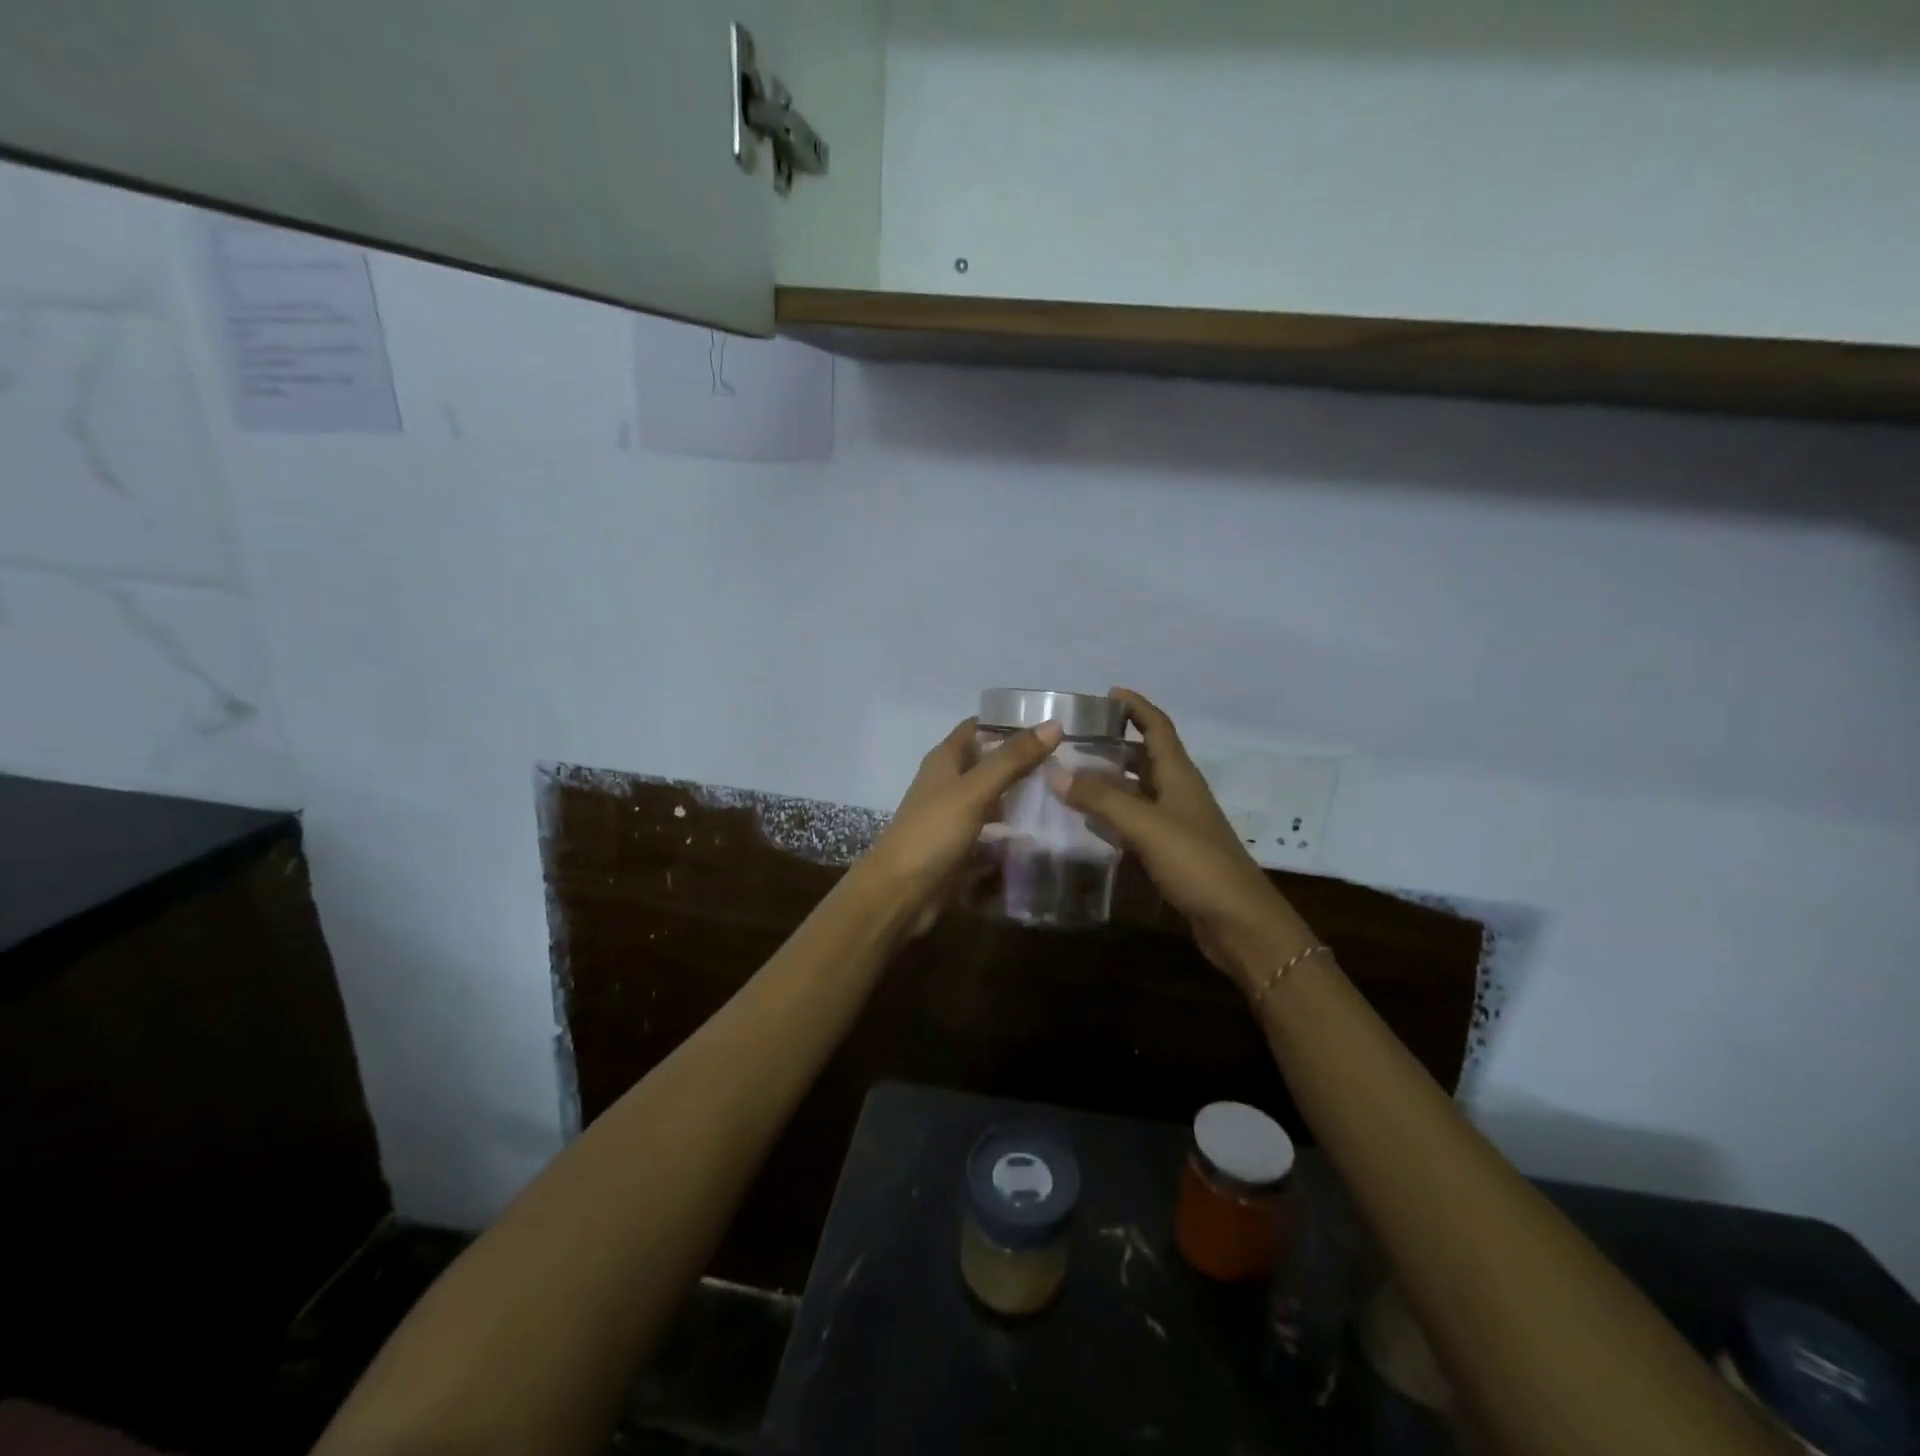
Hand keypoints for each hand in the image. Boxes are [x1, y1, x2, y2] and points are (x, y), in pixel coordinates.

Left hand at [863, 717, 1063, 935]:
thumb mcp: (974, 791)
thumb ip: (1012, 760)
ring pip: (994, 795)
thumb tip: (1054, 725)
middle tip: (1071, 760)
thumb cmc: (932, 832)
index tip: (1051, 723)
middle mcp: (949, 782)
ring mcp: (955, 814)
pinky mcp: (963, 844)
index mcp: (945, 759)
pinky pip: (994, 828)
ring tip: (1065, 791)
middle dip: (1024, 759)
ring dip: (1022, 793)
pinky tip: (1044, 829)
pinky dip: (1014, 826)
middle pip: (990, 761)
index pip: (979, 727)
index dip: (1010, 721)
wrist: (901, 892)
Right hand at [1050, 689, 1313, 990]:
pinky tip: (1090, 822)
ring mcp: (1177, 825)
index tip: (1108, 693)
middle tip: (1074, 739)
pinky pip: (1137, 822)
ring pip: (1139, 791)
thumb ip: (1102, 799)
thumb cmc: (1198, 864)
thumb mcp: (1147, 826)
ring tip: (1072, 775)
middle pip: (1147, 757)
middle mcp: (1179, 794)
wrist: (1240, 924)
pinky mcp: (1172, 853)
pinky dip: (1113, 814)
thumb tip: (1055, 772)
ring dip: (1111, 779)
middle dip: (1115, 743)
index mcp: (1180, 776)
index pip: (1159, 728)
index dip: (1137, 707)